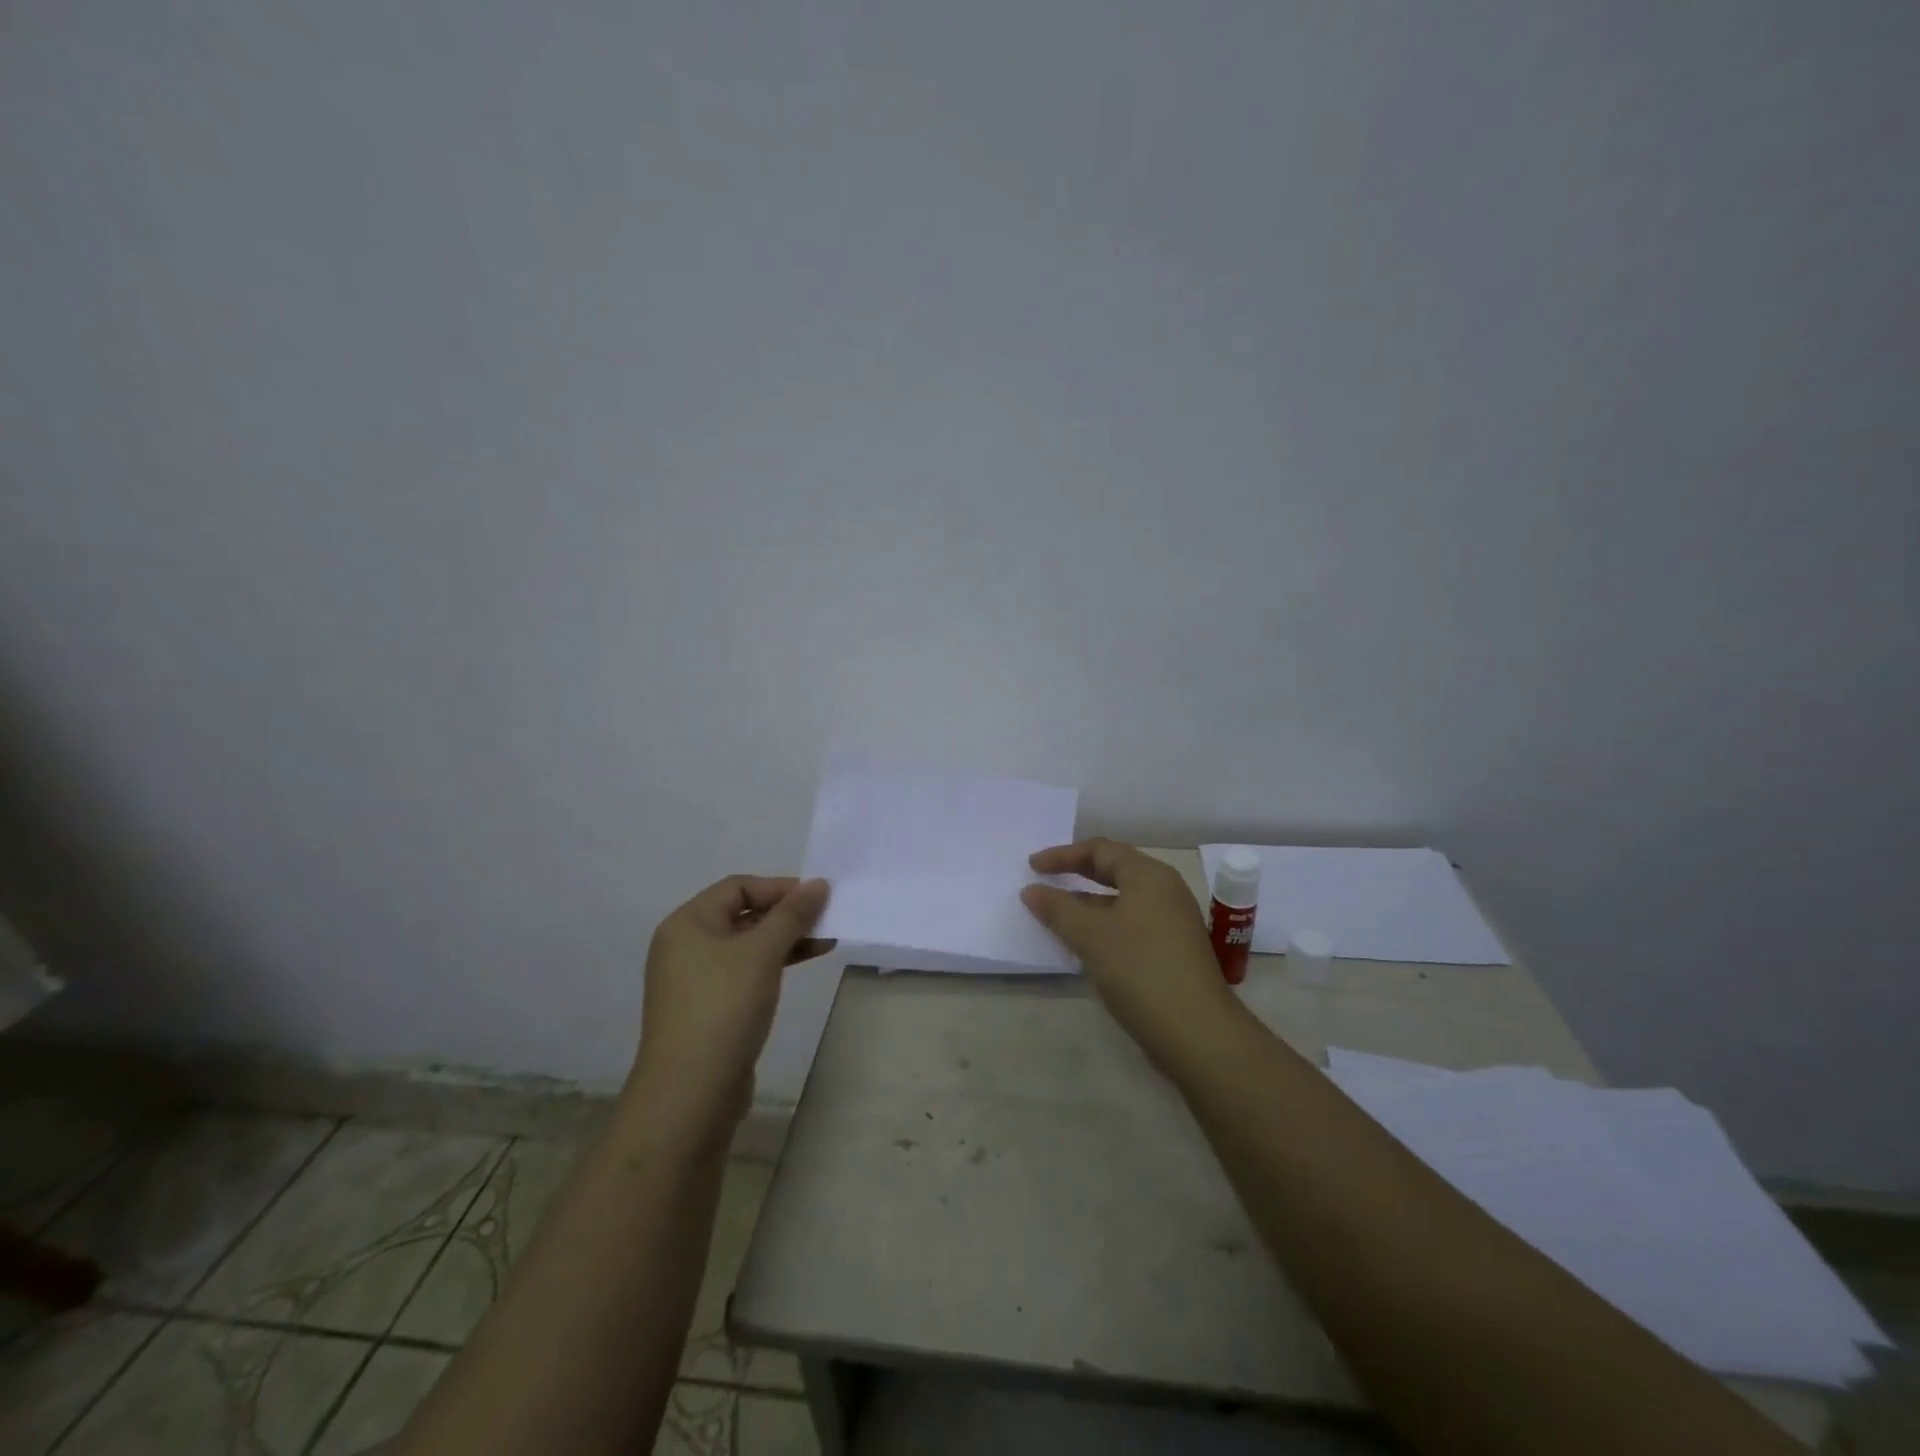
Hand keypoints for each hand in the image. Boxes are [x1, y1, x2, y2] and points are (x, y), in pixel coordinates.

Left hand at [628, 876, 831, 1146]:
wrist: (691, 1091)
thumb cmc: (724, 1007)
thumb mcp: (762, 952)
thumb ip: (792, 914)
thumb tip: (818, 884)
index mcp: (688, 923)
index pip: (738, 886)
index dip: (779, 887)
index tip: (817, 897)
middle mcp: (686, 945)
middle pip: (742, 914)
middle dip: (786, 914)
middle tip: (826, 917)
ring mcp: (696, 979)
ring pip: (747, 945)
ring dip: (786, 939)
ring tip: (826, 940)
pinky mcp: (710, 1008)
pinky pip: (746, 971)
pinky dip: (774, 963)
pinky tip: (804, 963)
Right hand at [1020, 839, 1237, 1067]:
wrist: (1197, 1032)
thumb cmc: (1140, 970)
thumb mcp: (1090, 936)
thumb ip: (1058, 908)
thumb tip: (1031, 890)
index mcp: (1149, 875)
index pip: (1100, 849)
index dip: (1062, 855)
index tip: (1032, 867)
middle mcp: (1165, 890)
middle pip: (1114, 870)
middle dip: (1077, 874)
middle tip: (1044, 882)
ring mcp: (1173, 921)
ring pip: (1122, 900)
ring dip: (1088, 903)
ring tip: (1057, 916)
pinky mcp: (1174, 950)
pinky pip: (1131, 923)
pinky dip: (1104, 925)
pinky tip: (1086, 945)